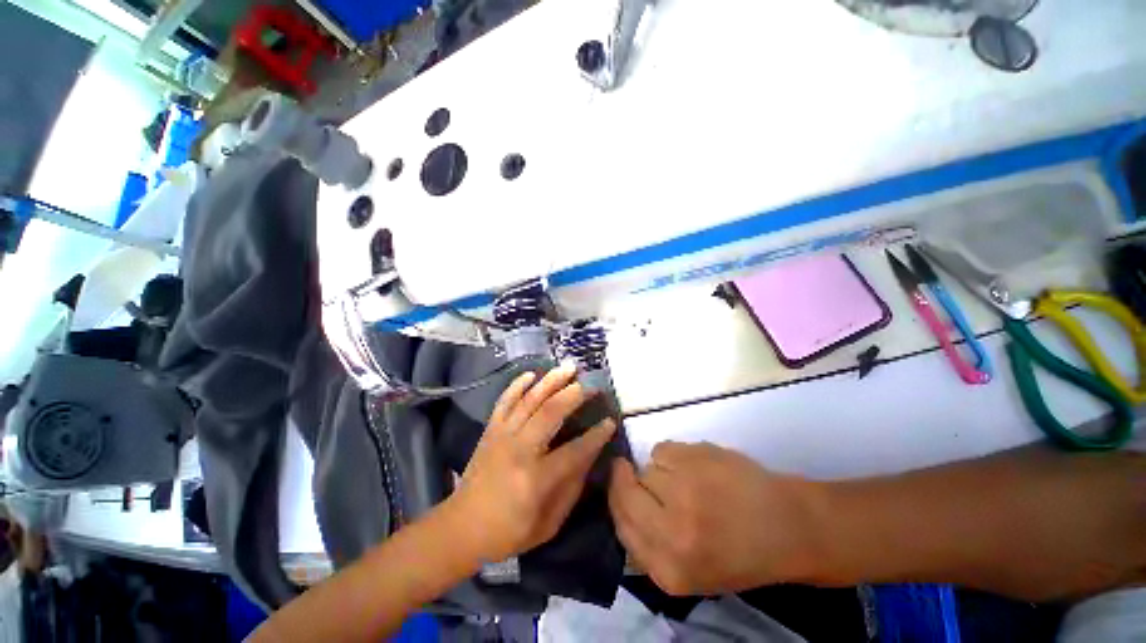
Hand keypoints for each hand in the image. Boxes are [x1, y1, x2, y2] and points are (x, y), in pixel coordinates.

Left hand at [448, 364, 616, 563]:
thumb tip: (589, 456)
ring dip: (551, 381)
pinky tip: (531, 374)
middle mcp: (519, 450)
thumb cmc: (509, 531)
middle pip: (551, 413)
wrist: (461, 526)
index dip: (596, 436)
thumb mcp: (548, 523)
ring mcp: (502, 435)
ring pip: (529, 400)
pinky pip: (504, 400)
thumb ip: (572, 488)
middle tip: (592, 385)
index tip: (610, 422)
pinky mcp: (490, 430)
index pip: (575, 450)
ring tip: (569, 367)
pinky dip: (517, 385)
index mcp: (536, 479)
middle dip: (575, 395)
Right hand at [609, 442, 822, 595]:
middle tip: (635, 473)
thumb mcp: (691, 573)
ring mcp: (684, 491)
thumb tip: (620, 508)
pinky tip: (695, 466)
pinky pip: (661, 449)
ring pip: (645, 469)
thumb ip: (649, 548)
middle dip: (625, 480)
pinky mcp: (695, 459)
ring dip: (657, 472)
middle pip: (625, 493)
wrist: (791, 526)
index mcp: (670, 570)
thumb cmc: (741, 554)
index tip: (619, 486)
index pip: (621, 525)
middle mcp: (672, 532)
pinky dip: (671, 455)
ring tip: (686, 481)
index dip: (616, 500)